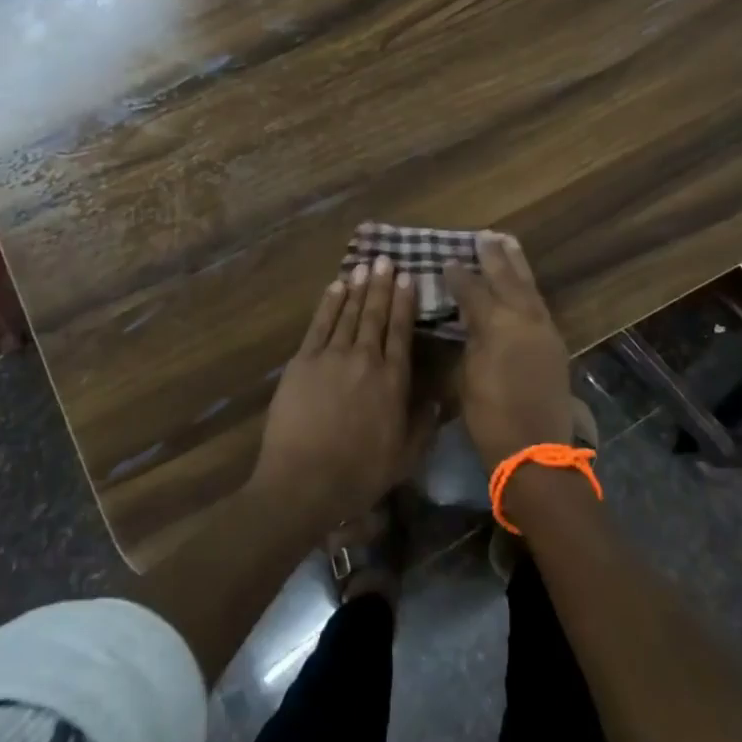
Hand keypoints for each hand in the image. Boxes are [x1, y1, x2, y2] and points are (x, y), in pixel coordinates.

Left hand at [251, 256, 437, 531]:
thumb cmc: (359, 474)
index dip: (405, 302)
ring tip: (365, 266)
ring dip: (357, 288)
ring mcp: (331, 356)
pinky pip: (319, 324)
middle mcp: (364, 359)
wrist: (304, 481)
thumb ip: (424, 424)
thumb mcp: (405, 457)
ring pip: (348, 313)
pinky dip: (329, 303)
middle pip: (375, 314)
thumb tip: (439, 397)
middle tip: (386, 260)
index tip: (409, 278)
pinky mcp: (302, 361)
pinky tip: (336, 287)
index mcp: (392, 380)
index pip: (401, 331)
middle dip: (382, 285)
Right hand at [444, 232, 573, 471]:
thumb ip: (468, 339)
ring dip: (517, 265)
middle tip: (485, 235)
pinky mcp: (554, 343)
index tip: (446, 261)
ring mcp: (544, 330)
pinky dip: (528, 288)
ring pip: (529, 287)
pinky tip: (522, 283)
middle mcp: (523, 319)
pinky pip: (539, 304)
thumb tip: (467, 319)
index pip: (473, 291)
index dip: (458, 276)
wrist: (535, 449)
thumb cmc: (490, 416)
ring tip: (508, 242)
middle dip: (494, 257)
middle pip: (507, 279)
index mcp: (497, 325)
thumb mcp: (465, 376)